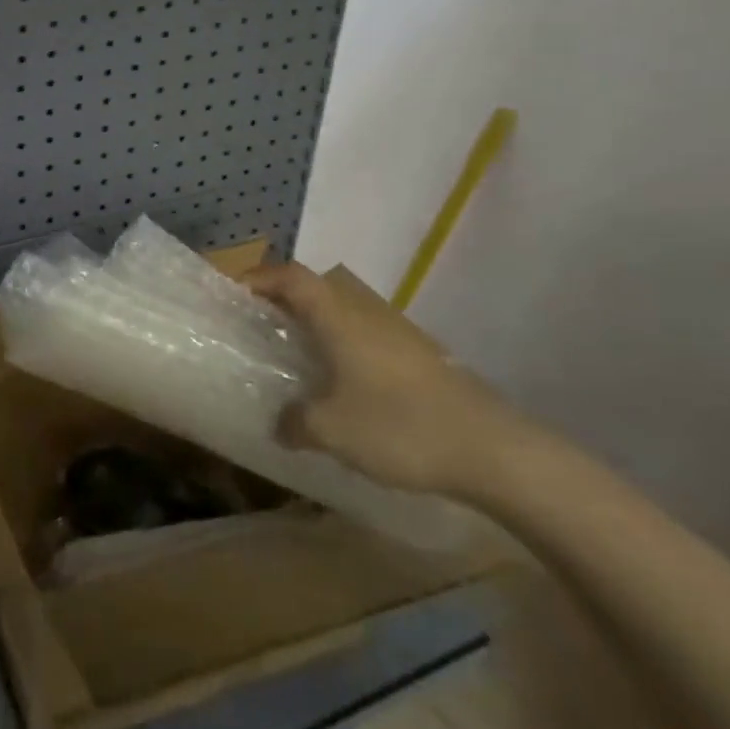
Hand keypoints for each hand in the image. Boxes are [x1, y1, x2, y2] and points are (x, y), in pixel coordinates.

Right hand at [242, 261, 527, 496]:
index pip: (291, 277)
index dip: (260, 278)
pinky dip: (343, 348)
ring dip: (316, 325)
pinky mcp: (421, 358)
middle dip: (284, 301)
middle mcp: (365, 314)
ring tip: (296, 357)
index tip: (235, 295)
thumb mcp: (332, 430)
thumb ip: (295, 422)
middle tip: (260, 327)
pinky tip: (342, 386)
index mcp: (338, 318)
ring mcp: (398, 334)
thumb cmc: (400, 427)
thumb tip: (280, 424)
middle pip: (317, 289)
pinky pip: (367, 338)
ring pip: (344, 314)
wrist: (495, 451)